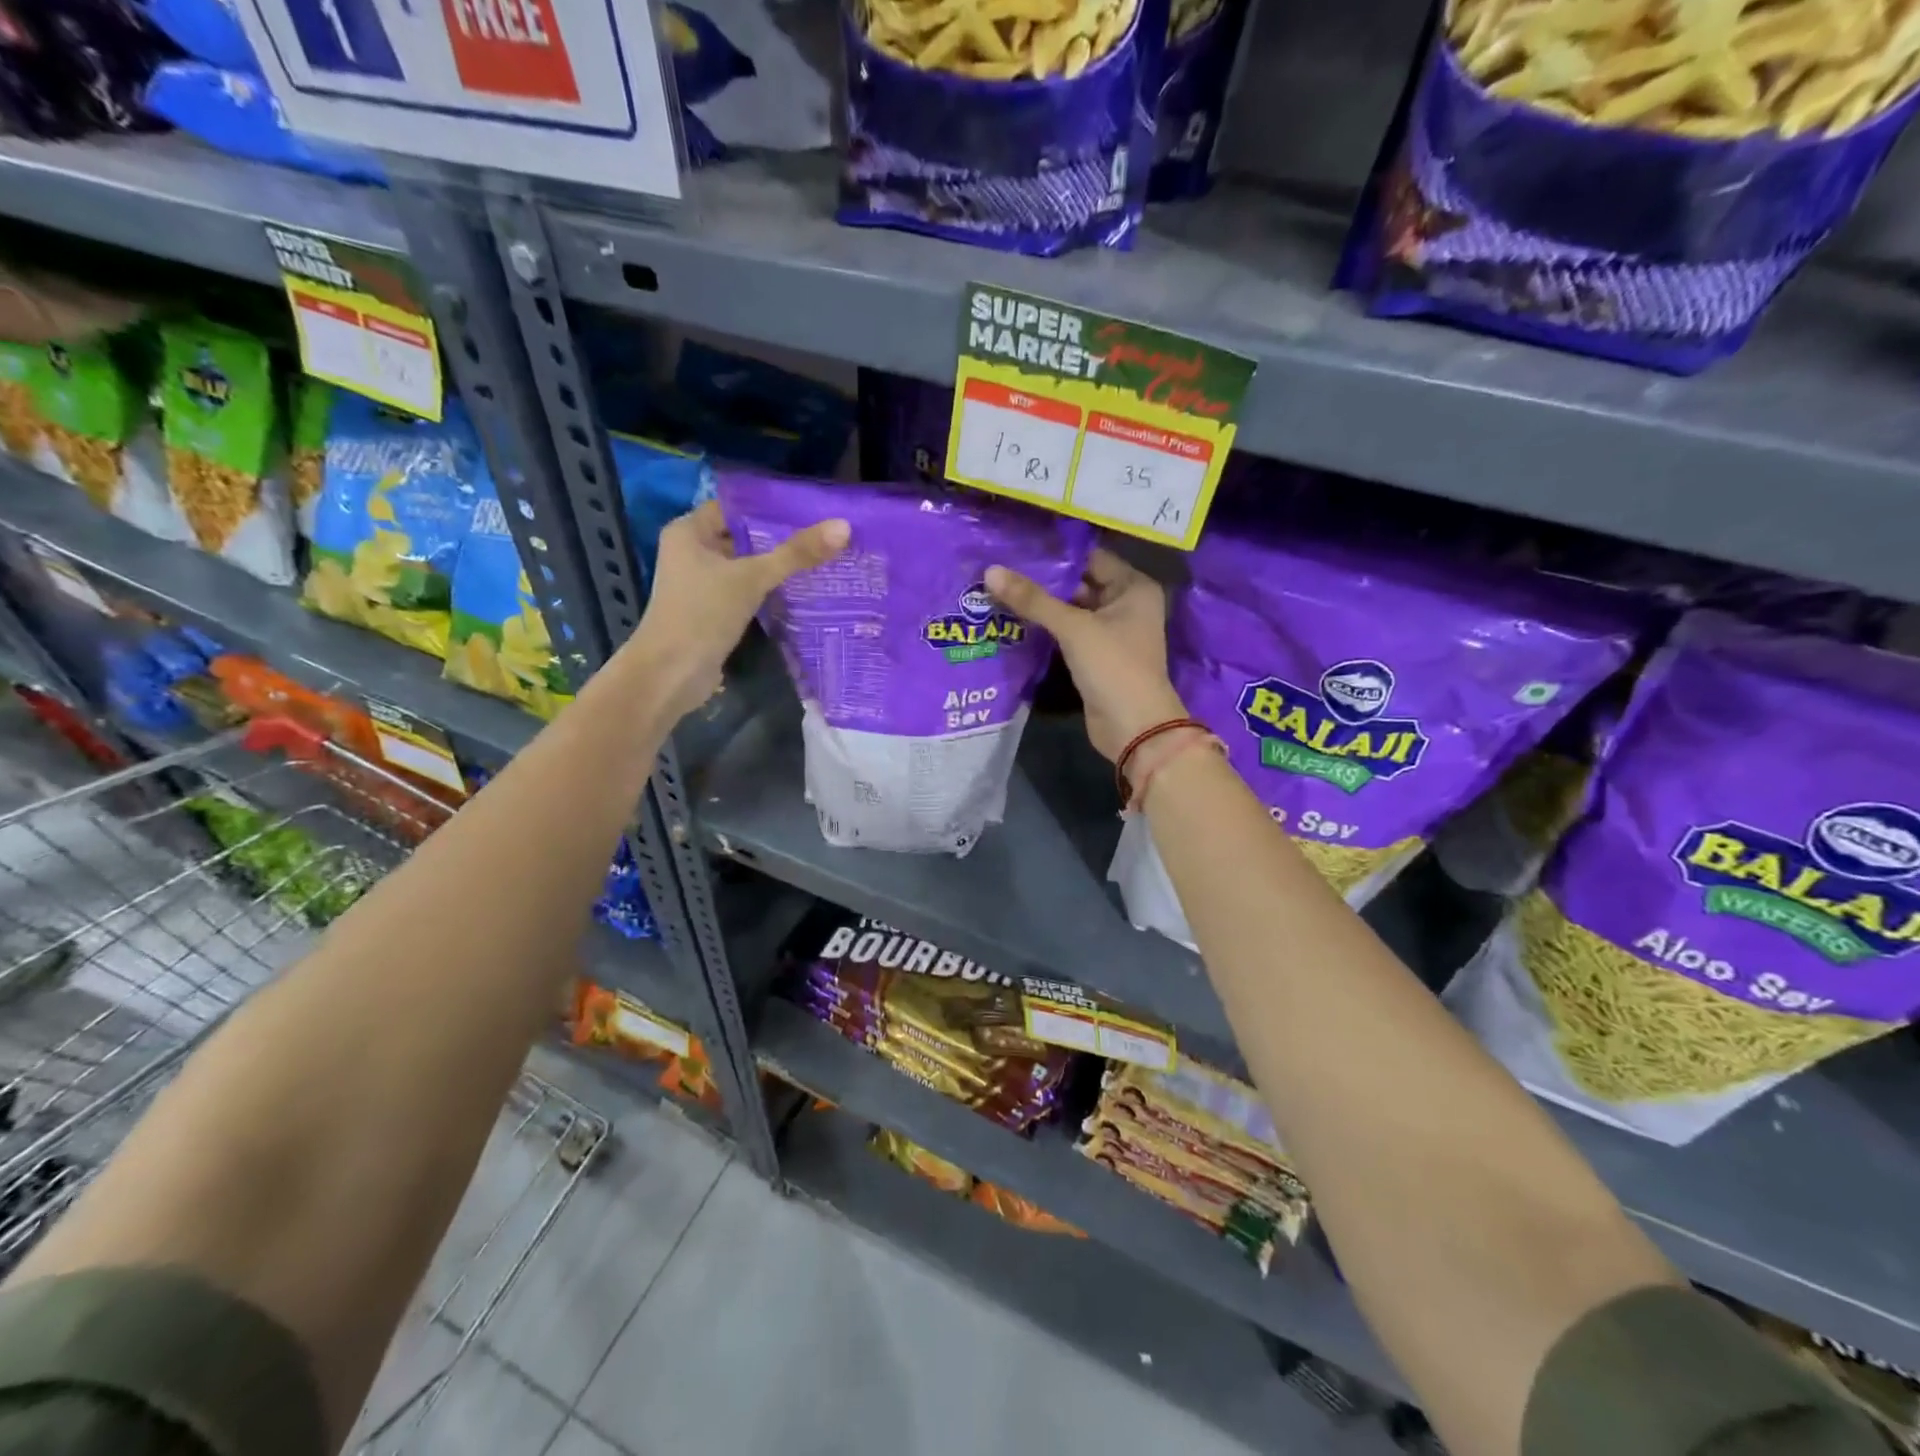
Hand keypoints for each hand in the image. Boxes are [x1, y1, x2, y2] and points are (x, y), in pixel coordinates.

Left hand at [628, 500, 848, 718]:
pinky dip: (770, 592)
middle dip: (780, 539)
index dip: (769, 507)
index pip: (734, 508)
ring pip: (746, 567)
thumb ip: (796, 554)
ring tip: (822, 559)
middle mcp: (692, 553)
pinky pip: (747, 593)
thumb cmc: (702, 614)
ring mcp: (702, 585)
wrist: (671, 674)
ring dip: (777, 567)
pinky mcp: (714, 612)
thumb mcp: (752, 578)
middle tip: (824, 535)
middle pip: (743, 537)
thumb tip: (843, 527)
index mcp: (689, 532)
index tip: (810, 510)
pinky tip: (803, 591)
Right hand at [987, 548, 1186, 762]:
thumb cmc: (1113, 666)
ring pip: (1071, 611)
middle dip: (1043, 581)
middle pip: (1079, 584)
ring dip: (1041, 606)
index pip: (1091, 557)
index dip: (1056, 553)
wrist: (1133, 727)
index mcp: (1133, 587)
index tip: (1017, 546)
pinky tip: (1013, 621)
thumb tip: (991, 571)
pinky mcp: (1096, 657)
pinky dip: (1046, 630)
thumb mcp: (1073, 627)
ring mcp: (1111, 633)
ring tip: (998, 590)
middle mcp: (1126, 605)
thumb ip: (1033, 599)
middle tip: (1000, 569)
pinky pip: (1068, 635)